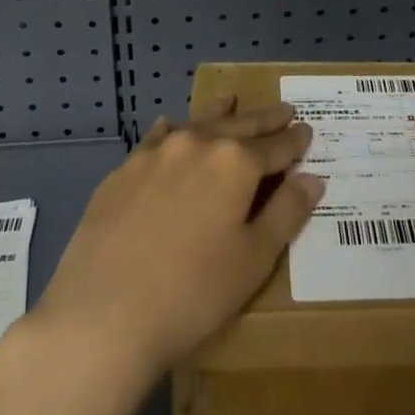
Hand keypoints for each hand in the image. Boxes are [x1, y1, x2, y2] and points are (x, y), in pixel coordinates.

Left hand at [30, 101, 322, 387]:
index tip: (307, 130)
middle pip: (239, 125)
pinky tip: (170, 127)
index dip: (295, 140)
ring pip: (196, 123)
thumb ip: (286, 213)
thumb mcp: (254, 260)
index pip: (276, 146)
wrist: (103, 314)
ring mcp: (155, 153)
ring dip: (219, 113)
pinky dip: (172, 129)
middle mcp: (197, 144)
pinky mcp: (123, 170)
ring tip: (231, 100)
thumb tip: (312, 178)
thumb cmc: (193, 293)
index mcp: (236, 163)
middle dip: (264, 119)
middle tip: (283, 109)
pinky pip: (156, 138)